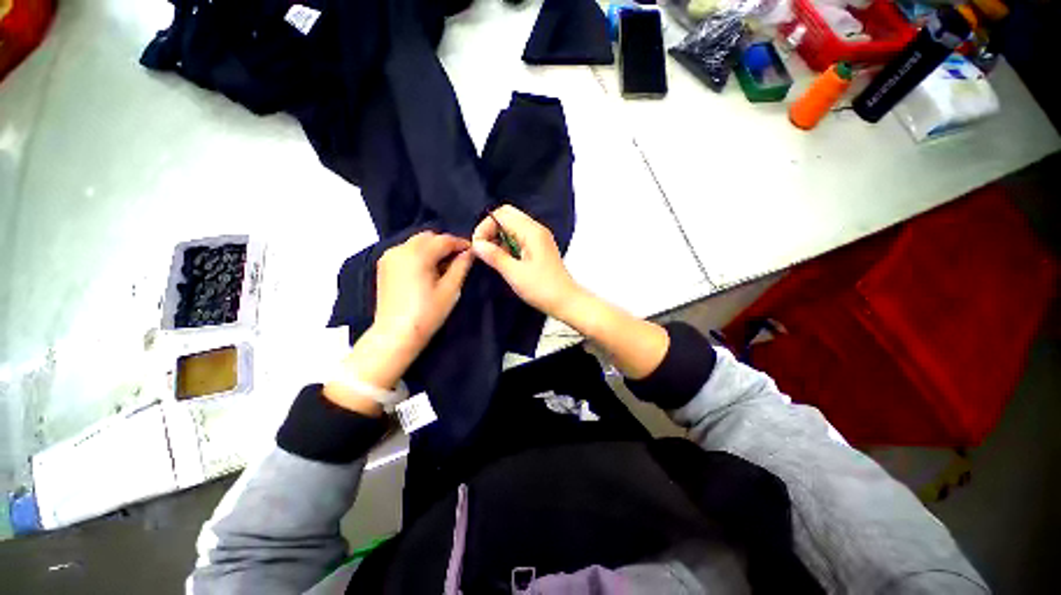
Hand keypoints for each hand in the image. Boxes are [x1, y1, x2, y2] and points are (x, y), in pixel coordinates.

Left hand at [373, 231, 473, 359]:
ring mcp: (389, 257)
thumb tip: (469, 252)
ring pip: (416, 242)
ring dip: (432, 248)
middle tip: (459, 259)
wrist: (396, 334)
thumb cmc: (427, 313)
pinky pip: (406, 251)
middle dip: (445, 244)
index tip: (472, 251)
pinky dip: (419, 254)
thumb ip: (461, 266)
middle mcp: (400, 249)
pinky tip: (427, 270)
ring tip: (444, 265)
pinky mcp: (384, 266)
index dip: (460, 243)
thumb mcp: (450, 290)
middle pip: (428, 237)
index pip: (444, 240)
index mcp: (418, 254)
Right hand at [472, 205, 583, 320]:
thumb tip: (476, 244)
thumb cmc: (542, 289)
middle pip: (507, 215)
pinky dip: (508, 243)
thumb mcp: (514, 274)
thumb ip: (495, 256)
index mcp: (532, 232)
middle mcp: (536, 229)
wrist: (566, 301)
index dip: (485, 227)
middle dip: (491, 229)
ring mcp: (539, 237)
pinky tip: (504, 259)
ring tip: (492, 256)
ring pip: (512, 226)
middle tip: (483, 249)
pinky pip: (519, 236)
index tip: (477, 246)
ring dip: (499, 237)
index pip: (501, 214)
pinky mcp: (539, 247)